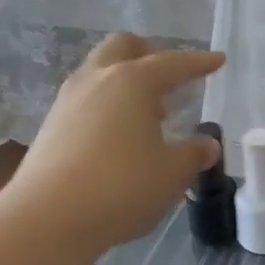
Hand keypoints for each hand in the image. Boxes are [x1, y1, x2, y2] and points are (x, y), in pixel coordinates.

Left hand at [7, 34, 223, 252]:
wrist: (48, 218)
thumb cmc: (121, 187)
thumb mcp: (172, 174)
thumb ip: (193, 154)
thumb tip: (208, 145)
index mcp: (133, 82)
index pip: (173, 63)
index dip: (198, 62)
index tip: (217, 60)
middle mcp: (97, 79)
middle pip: (123, 47)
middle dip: (149, 54)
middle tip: (170, 79)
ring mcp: (68, 100)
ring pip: (99, 71)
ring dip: (125, 81)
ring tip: (146, 113)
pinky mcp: (51, 125)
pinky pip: (86, 99)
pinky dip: (106, 105)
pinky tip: (118, 136)